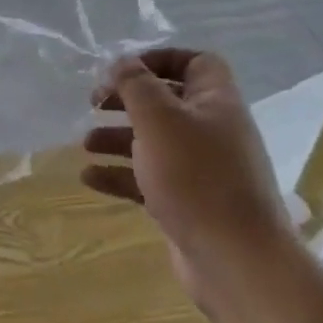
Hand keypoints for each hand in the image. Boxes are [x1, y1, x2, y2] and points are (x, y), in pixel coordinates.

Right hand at [82, 50, 293, 309]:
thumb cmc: (197, 177)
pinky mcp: (187, 204)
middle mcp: (212, 131)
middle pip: (166, 101)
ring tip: (85, 144)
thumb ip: (136, 85)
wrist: (238, 264)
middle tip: (94, 103)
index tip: (124, 69)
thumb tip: (122, 62)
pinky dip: (120, 175)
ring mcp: (201, 171)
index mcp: (216, 102)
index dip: (160, 59)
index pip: (195, 63)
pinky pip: (149, 179)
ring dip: (117, 138)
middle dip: (127, 100)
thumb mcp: (159, 119)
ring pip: (153, 142)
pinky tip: (89, 178)